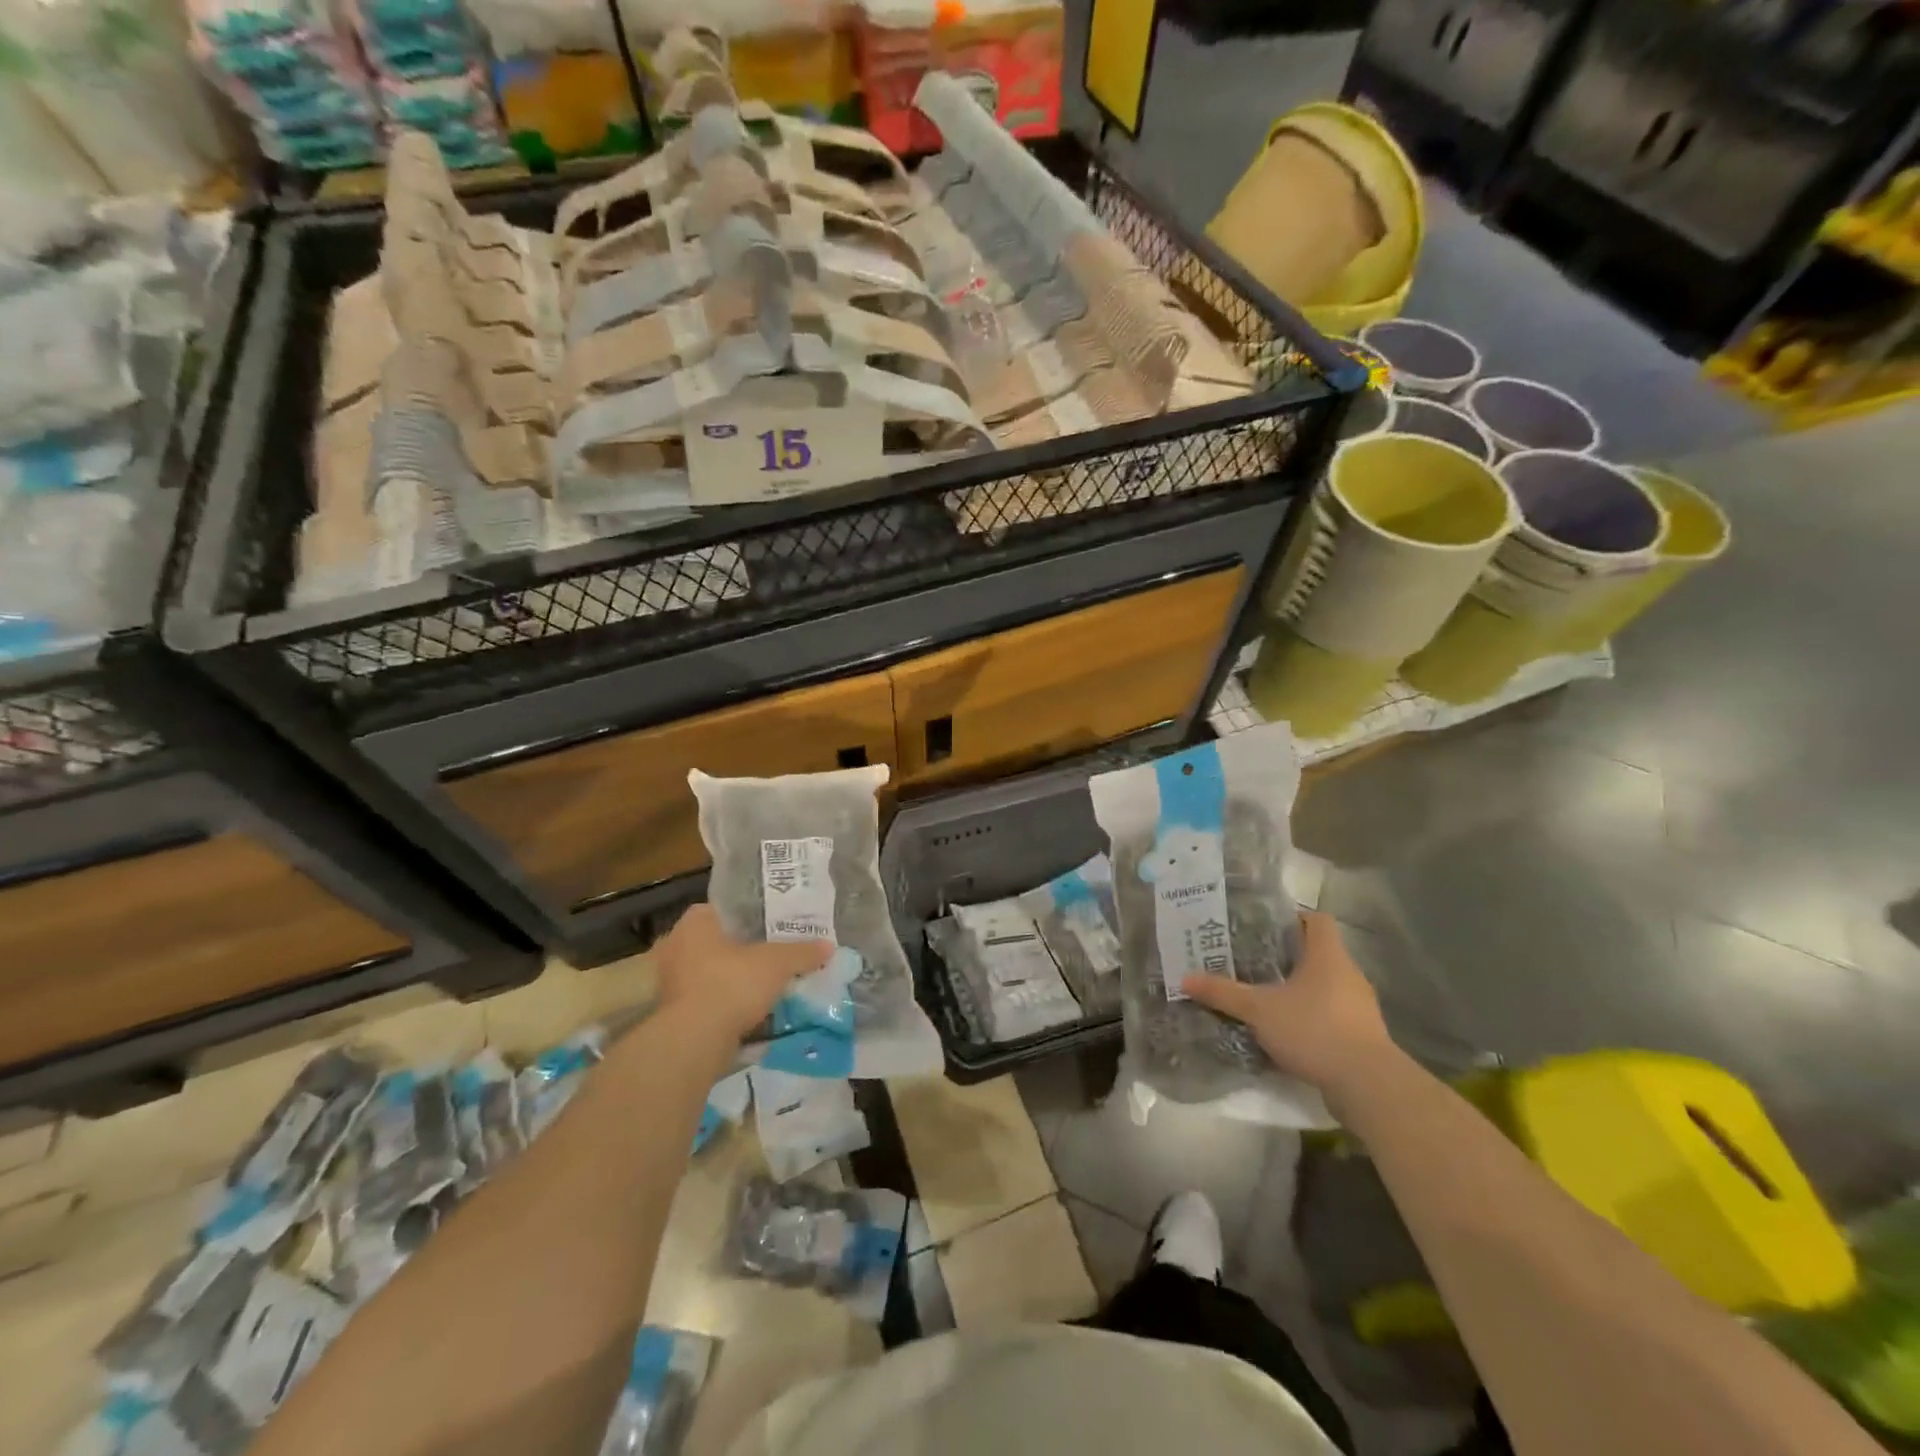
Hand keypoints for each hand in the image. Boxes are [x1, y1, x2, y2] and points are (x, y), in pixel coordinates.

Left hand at [651, 903, 832, 1041]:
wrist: (695, 1041)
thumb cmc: (732, 984)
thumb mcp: (777, 963)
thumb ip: (802, 952)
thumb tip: (829, 946)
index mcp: (695, 923)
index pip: (726, 909)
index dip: (752, 917)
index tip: (774, 927)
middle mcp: (676, 946)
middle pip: (719, 942)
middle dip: (744, 951)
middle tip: (774, 956)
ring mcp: (670, 981)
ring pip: (711, 973)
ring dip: (734, 979)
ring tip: (766, 984)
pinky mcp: (673, 1014)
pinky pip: (706, 1000)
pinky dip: (726, 1004)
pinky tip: (750, 1010)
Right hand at [1182, 911, 1394, 1093]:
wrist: (1368, 1085)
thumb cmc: (1314, 1029)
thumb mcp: (1259, 1010)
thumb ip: (1223, 993)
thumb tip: (1185, 978)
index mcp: (1328, 956)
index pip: (1317, 920)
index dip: (1293, 918)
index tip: (1264, 926)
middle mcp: (1348, 975)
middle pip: (1318, 954)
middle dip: (1287, 957)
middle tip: (1252, 960)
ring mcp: (1359, 1008)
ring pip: (1325, 987)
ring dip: (1299, 990)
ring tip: (1264, 996)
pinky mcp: (1362, 1037)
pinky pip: (1331, 1016)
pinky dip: (1310, 1018)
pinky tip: (1285, 1031)